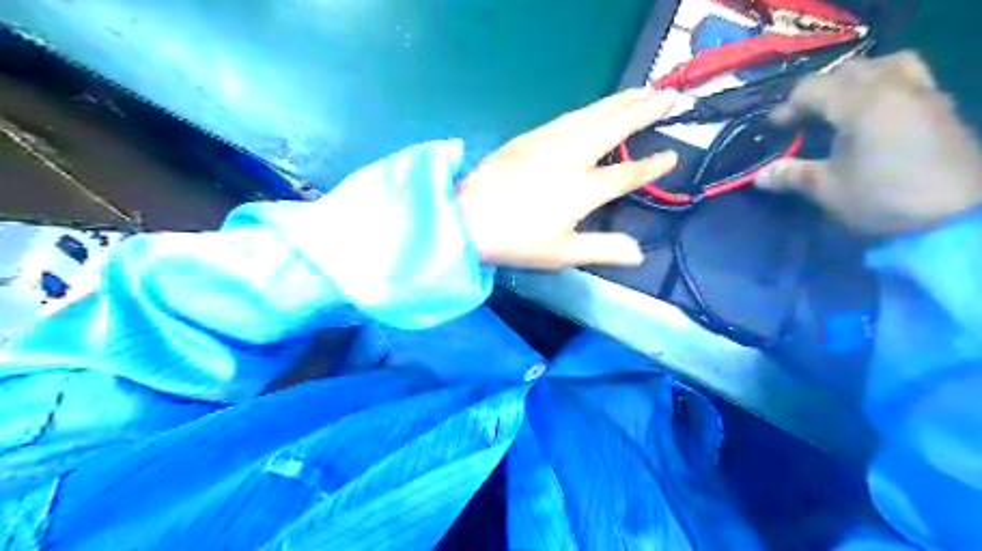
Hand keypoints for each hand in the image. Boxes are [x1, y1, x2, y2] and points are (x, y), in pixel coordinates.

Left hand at [458, 89, 679, 269]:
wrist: (464, 216)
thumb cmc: (514, 240)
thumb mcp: (560, 254)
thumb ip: (602, 250)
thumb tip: (638, 253)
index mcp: (581, 189)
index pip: (627, 173)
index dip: (652, 166)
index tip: (673, 156)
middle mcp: (570, 156)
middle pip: (615, 126)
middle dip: (646, 109)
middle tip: (671, 96)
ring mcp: (548, 141)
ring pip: (594, 113)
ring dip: (623, 100)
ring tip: (645, 91)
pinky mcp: (530, 135)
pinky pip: (571, 115)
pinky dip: (594, 107)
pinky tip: (600, 106)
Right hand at [759, 51, 981, 237]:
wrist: (954, 217)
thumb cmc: (881, 199)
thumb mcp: (828, 189)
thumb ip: (792, 175)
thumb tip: (759, 176)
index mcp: (862, 104)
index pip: (813, 89)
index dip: (787, 107)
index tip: (774, 129)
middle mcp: (895, 88)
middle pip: (849, 71)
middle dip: (820, 91)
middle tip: (804, 118)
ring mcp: (924, 94)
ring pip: (887, 65)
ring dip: (857, 80)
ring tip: (841, 106)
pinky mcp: (941, 108)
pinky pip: (909, 79)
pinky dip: (884, 87)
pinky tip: (873, 115)